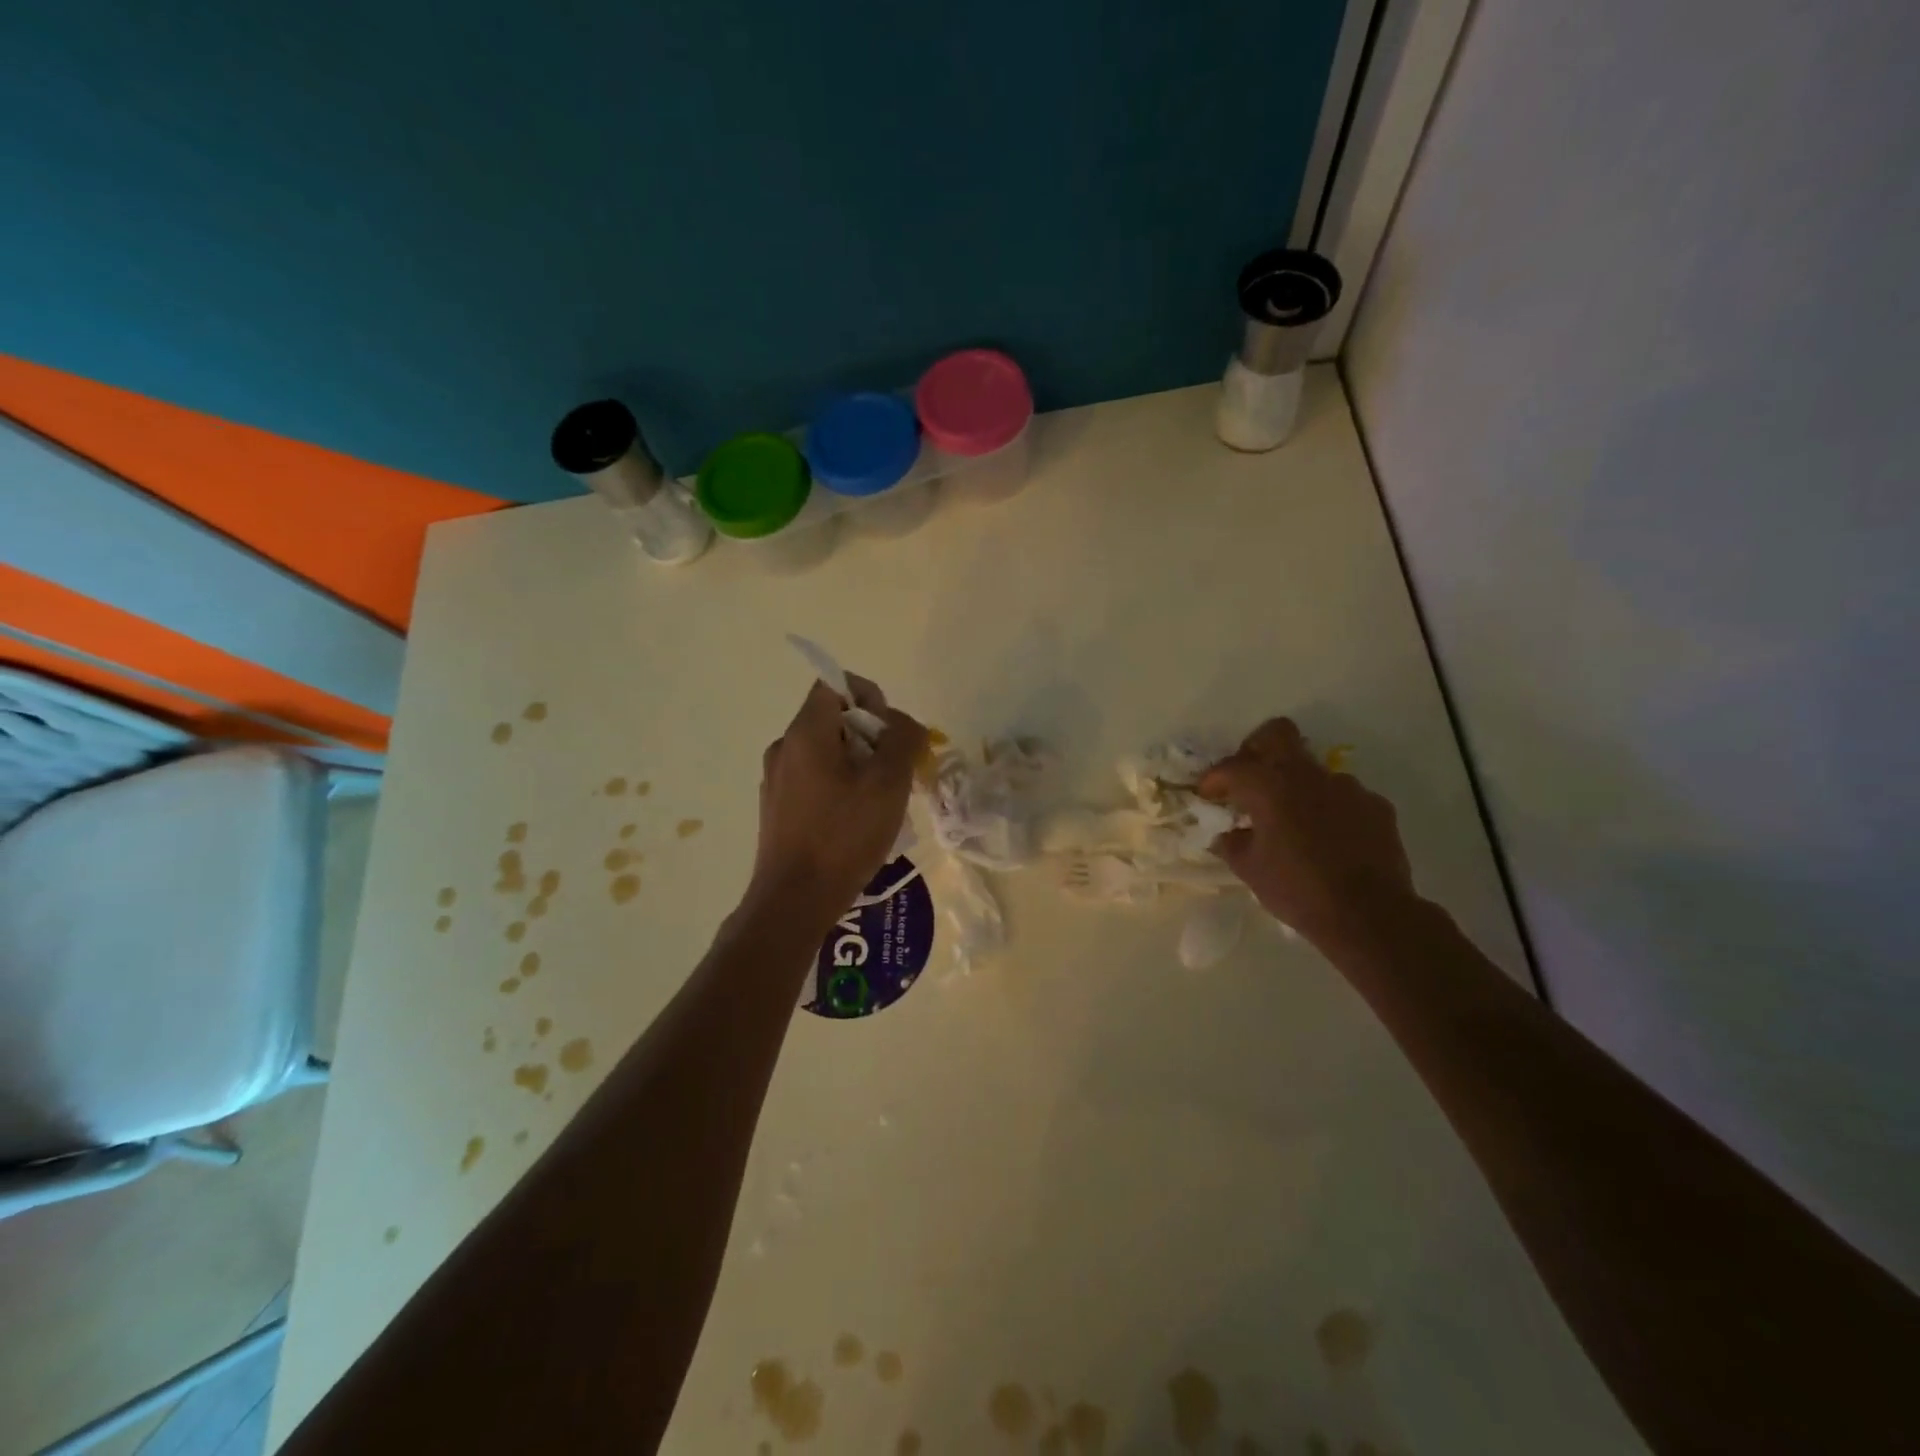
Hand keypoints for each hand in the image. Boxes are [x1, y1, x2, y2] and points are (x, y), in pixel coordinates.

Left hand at [747, 677, 926, 923]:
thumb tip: (903, 723)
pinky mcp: (778, 807)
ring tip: (882, 801)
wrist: (794, 901)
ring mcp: (776, 779)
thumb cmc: (843, 835)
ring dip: (860, 763)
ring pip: (827, 752)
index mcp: (805, 733)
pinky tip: (858, 821)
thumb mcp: (888, 783)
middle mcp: (784, 747)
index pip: (835, 684)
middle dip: (872, 736)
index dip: (869, 696)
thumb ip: (902, 740)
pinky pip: (815, 779)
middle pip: (833, 719)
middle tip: (896, 771)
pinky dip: (841, 785)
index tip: (891, 732)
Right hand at [1199, 718, 1415, 944]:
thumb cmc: (1297, 890)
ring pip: (1313, 769)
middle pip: (1277, 734)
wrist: (1369, 915)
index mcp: (1270, 787)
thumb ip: (1232, 843)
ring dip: (1296, 786)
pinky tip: (1328, 838)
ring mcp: (1347, 787)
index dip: (1214, 778)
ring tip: (1293, 821)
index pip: (1232, 766)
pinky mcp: (1375, 806)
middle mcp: (1308, 776)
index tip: (1207, 795)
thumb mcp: (1249, 870)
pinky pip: (1343, 796)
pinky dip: (1329, 809)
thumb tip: (1229, 834)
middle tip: (1248, 777)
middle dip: (1256, 748)